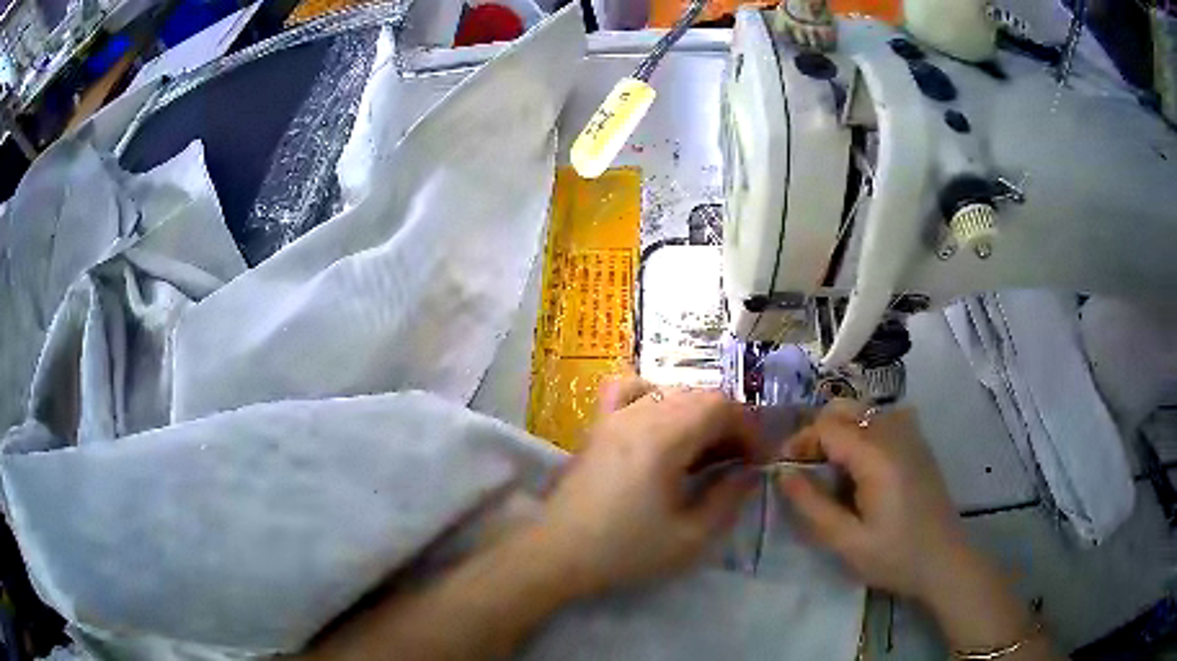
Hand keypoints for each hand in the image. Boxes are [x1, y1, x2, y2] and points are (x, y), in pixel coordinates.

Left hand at [534, 376, 759, 597]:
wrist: (559, 553)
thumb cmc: (625, 550)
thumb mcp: (690, 537)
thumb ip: (728, 498)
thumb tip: (748, 472)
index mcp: (663, 438)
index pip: (721, 405)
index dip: (749, 428)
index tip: (757, 461)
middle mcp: (638, 414)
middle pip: (699, 394)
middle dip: (729, 423)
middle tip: (737, 461)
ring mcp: (614, 416)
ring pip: (670, 391)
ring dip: (699, 413)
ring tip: (706, 449)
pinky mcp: (597, 425)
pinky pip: (629, 390)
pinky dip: (655, 396)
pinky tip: (661, 422)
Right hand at [777, 400, 969, 601]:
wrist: (944, 560)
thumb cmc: (895, 555)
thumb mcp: (847, 541)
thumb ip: (812, 506)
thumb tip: (783, 474)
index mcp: (876, 455)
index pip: (826, 426)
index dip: (799, 442)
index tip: (784, 470)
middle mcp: (894, 432)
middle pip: (844, 408)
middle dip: (817, 432)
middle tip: (806, 469)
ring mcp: (910, 433)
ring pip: (863, 411)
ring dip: (839, 431)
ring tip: (830, 470)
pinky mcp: (918, 442)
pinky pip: (883, 419)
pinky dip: (863, 431)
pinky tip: (862, 464)